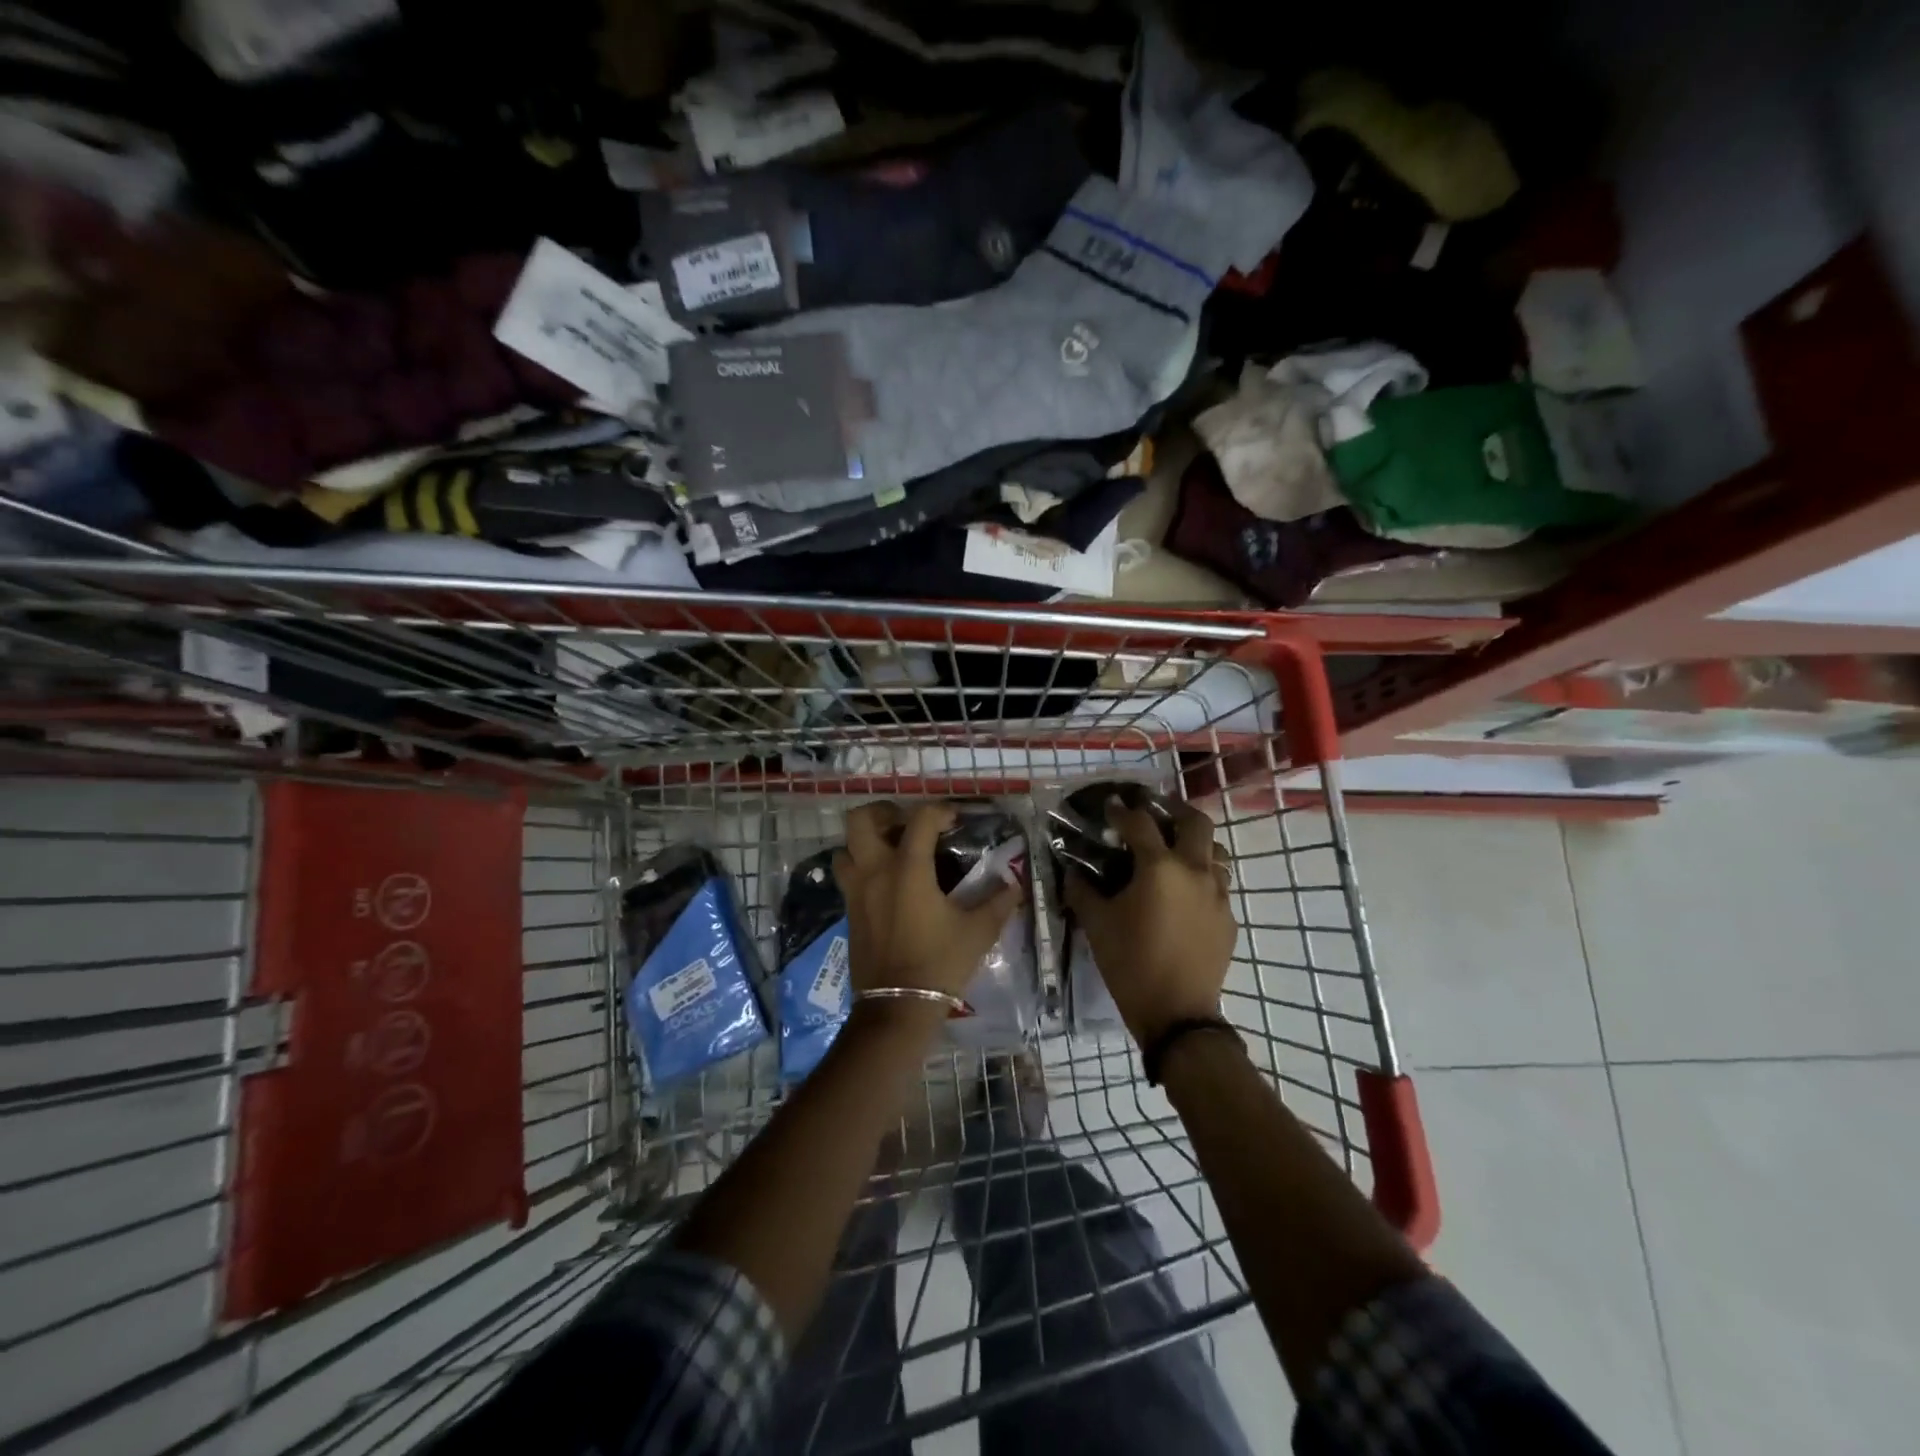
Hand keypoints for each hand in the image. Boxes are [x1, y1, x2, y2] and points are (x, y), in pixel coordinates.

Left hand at [835, 801, 1022, 1009]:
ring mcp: (856, 892)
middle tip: (907, 824)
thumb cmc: (939, 964)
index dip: (940, 810)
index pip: (920, 819)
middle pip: (861, 821)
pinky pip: (847, 876)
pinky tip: (887, 884)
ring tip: (891, 851)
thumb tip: (1015, 884)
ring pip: (846, 848)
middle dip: (884, 813)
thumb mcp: (978, 932)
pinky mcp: (848, 912)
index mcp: (907, 869)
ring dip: (865, 842)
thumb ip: (998, 902)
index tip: (956, 819)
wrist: (897, 1008)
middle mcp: (874, 872)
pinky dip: (862, 868)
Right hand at [1063, 797, 1236, 1045]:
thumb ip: (1082, 891)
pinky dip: (1202, 876)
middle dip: (1173, 810)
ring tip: (1174, 850)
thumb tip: (1073, 873)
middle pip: (1195, 821)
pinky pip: (1219, 883)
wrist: (1176, 1013)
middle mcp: (1195, 870)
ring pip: (1215, 851)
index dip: (1121, 811)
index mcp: (1159, 867)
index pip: (1139, 823)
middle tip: (1154, 811)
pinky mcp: (1228, 917)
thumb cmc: (1130, 964)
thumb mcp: (1097, 925)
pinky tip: (1184, 893)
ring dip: (1195, 843)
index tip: (1110, 806)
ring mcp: (1218, 894)